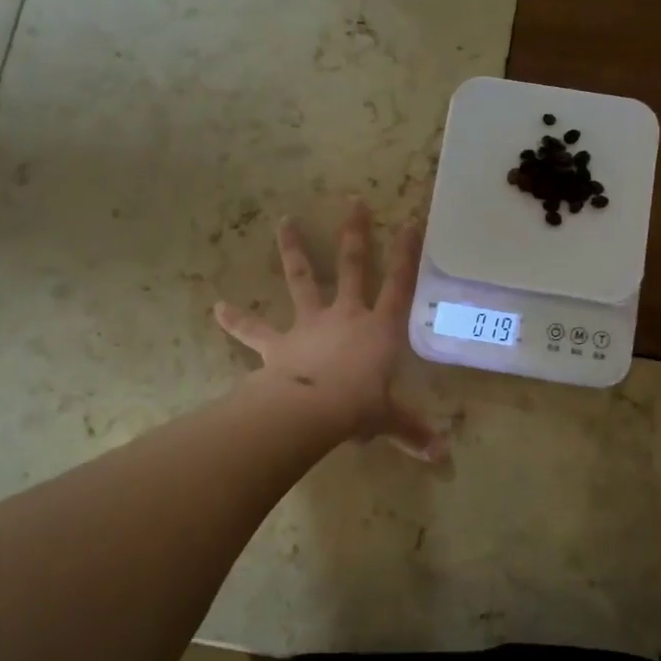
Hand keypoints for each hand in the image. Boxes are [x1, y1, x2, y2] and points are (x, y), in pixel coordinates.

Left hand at [214, 199, 446, 462]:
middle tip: (353, 202)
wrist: (311, 409)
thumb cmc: (359, 407)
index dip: (407, 255)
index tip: (410, 222)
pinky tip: (217, 307)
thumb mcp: (390, 419)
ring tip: (284, 220)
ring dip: (292, 250)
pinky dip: (236, 319)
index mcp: (379, 329)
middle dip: (355, 234)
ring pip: (301, 279)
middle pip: (352, 267)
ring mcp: (310, 324)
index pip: (400, 285)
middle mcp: (346, 316)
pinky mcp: (279, 342)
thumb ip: (413, 432)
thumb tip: (443, 457)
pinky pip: (254, 329)